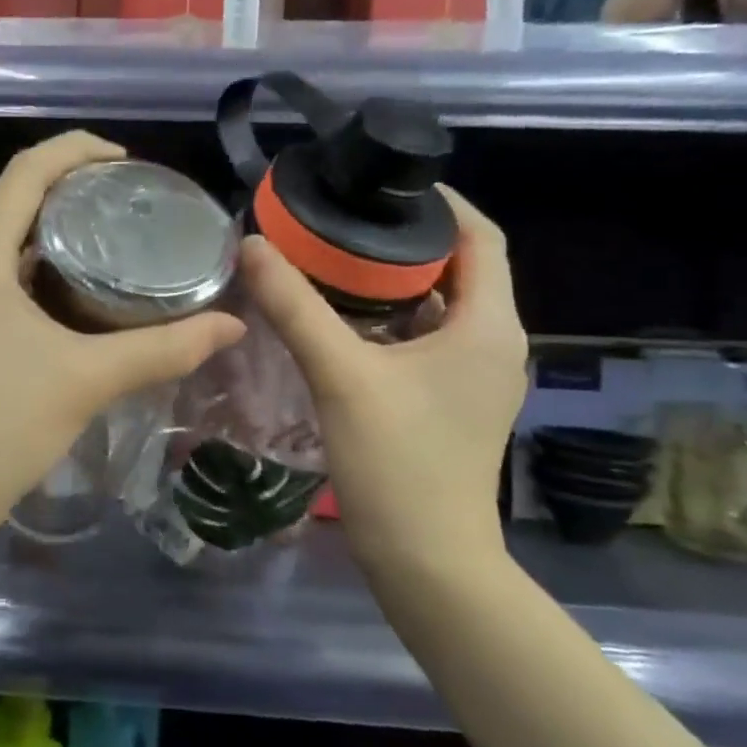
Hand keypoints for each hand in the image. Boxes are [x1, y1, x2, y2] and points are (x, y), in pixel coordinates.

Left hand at [0, 132, 245, 543]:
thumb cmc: (0, 429)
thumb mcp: (88, 381)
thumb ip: (164, 349)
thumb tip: (232, 325)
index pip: (24, 171)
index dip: (75, 150)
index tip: (125, 161)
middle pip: (12, 203)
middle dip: (69, 193)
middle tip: (129, 206)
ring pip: (2, 244)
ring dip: (51, 237)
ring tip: (111, 247)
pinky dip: (33, 274)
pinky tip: (72, 298)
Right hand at [240, 186, 526, 573]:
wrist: (428, 561)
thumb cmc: (398, 463)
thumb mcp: (341, 376)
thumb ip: (295, 307)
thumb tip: (252, 245)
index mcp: (487, 325)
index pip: (481, 237)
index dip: (441, 203)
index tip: (383, 185)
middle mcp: (494, 343)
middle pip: (460, 268)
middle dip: (405, 239)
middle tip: (342, 220)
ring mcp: (475, 376)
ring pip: (440, 306)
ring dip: (395, 281)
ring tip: (334, 260)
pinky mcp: (453, 401)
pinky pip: (427, 339)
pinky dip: (392, 318)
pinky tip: (343, 321)